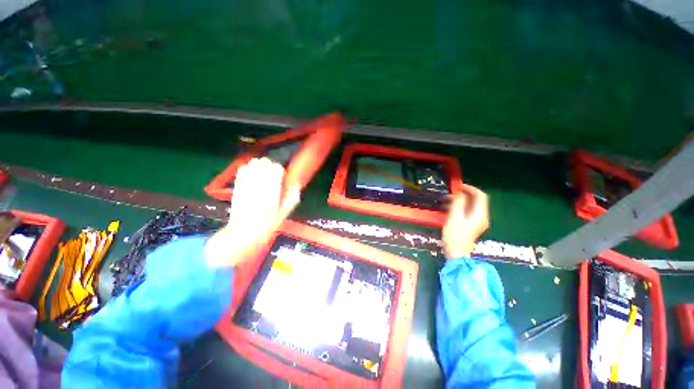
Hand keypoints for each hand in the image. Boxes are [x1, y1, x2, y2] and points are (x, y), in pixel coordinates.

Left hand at [205, 158, 300, 267]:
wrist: (244, 231)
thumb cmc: (267, 224)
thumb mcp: (285, 212)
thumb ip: (292, 196)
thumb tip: (297, 184)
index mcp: (272, 188)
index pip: (277, 168)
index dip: (281, 172)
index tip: (281, 179)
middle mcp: (259, 182)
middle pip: (265, 161)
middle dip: (271, 166)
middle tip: (272, 176)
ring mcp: (246, 182)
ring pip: (254, 162)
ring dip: (260, 165)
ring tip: (262, 175)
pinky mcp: (238, 184)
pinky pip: (243, 168)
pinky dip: (248, 168)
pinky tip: (251, 176)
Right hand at [442, 184, 489, 259]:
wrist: (456, 253)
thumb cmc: (455, 235)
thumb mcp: (454, 217)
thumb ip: (458, 203)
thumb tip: (459, 194)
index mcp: (479, 214)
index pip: (480, 196)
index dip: (470, 188)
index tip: (458, 186)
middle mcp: (482, 217)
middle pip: (475, 200)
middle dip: (463, 195)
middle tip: (448, 195)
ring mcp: (478, 222)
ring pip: (470, 206)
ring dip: (459, 202)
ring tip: (445, 202)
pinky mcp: (472, 225)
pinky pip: (467, 212)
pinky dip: (459, 208)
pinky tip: (448, 209)